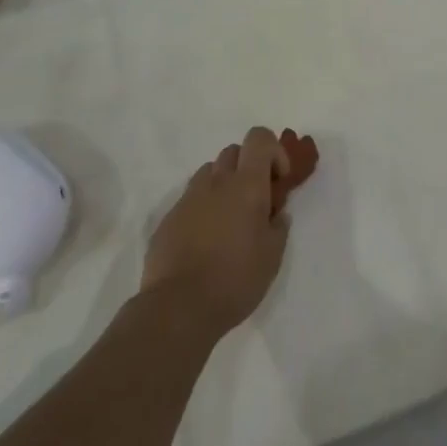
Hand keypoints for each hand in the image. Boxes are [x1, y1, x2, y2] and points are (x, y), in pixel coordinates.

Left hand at [142, 126, 290, 337]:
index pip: (259, 138)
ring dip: (223, 185)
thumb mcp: (272, 257)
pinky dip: (202, 208)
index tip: (277, 181)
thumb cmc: (234, 279)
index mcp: (246, 185)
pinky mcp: (168, 218)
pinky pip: (190, 199)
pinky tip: (204, 242)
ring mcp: (188, 198)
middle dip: (247, 167)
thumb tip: (276, 214)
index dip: (273, 151)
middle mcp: (216, 182)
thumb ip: (278, 227)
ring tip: (228, 221)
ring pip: (210, 173)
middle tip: (254, 202)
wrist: (177, 308)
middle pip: (233, 151)